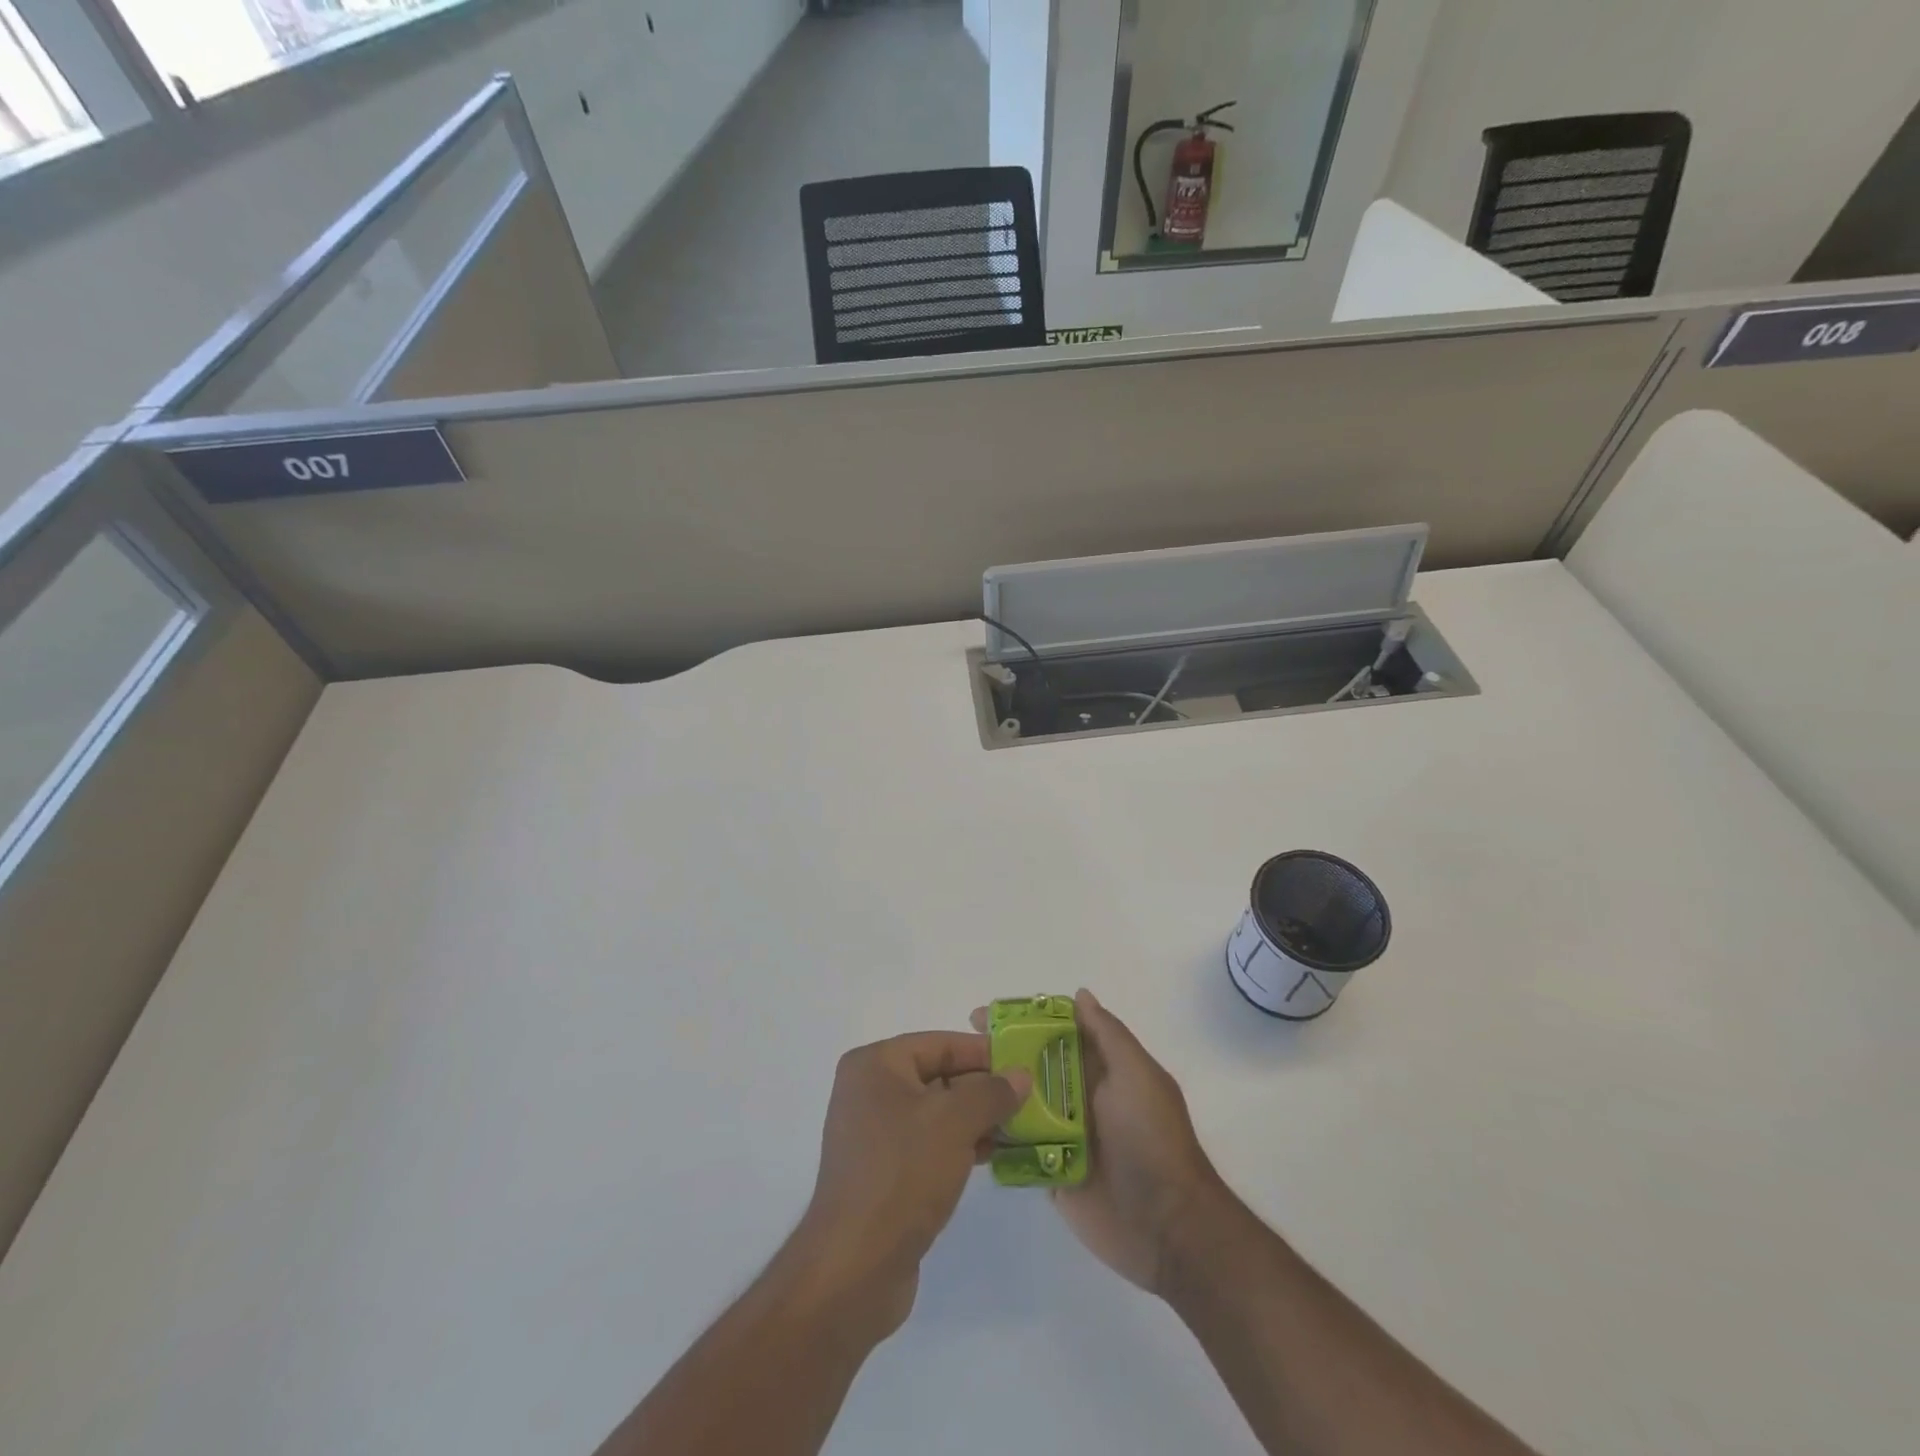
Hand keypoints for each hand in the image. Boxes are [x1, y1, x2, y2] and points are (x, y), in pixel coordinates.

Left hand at [789, 1031, 1030, 1340]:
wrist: (855, 1268)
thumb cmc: (903, 1174)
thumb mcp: (954, 1122)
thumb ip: (991, 1092)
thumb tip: (1020, 1075)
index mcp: (874, 1065)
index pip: (939, 1044)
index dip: (983, 1052)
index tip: (1024, 1063)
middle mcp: (868, 1091)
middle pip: (937, 1076)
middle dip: (983, 1088)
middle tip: (1028, 1097)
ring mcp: (873, 1134)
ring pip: (936, 1112)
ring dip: (976, 1118)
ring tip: (1019, 1128)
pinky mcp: (883, 1172)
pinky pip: (928, 1143)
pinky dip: (958, 1144)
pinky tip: (992, 1155)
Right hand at [974, 989, 1222, 1293]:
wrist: (1168, 1227)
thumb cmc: (1151, 1138)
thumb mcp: (1137, 1074)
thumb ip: (1107, 1035)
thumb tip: (1080, 995)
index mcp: (1102, 1069)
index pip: (1057, 1032)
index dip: (1024, 1019)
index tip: (987, 1015)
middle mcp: (1080, 1096)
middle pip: (1033, 1066)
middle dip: (999, 1053)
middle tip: (960, 1048)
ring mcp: (1065, 1135)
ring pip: (1021, 1105)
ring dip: (993, 1093)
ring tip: (954, 1086)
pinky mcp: (1052, 1172)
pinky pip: (1019, 1149)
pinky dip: (997, 1137)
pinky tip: (964, 1128)